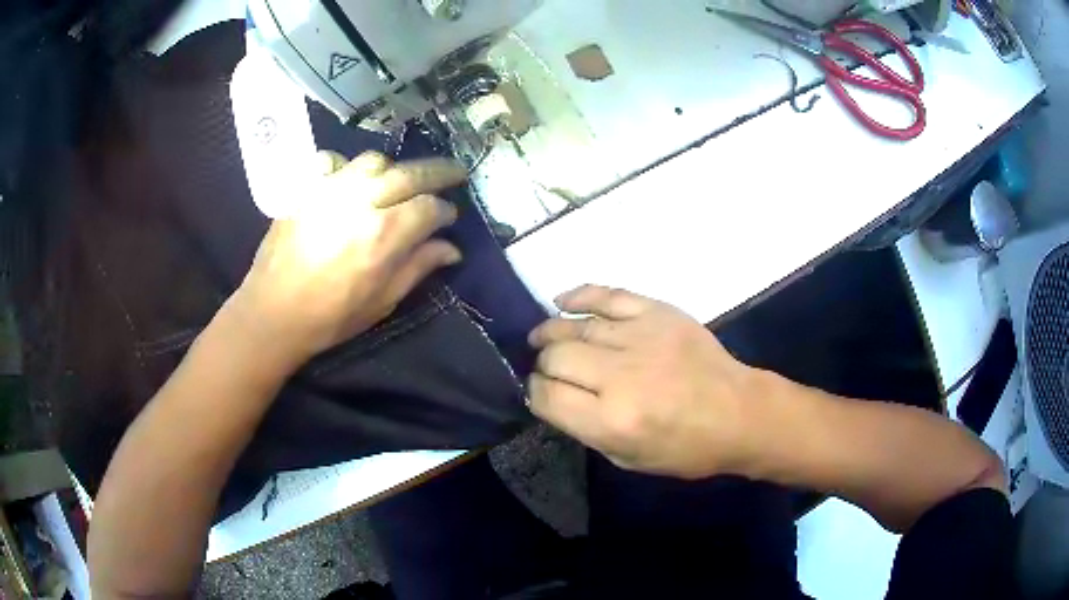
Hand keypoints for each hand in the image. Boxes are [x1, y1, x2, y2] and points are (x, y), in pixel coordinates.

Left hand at [228, 151, 466, 367]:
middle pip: (410, 173)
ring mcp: (331, 189)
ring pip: (374, 160)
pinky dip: (347, 165)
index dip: (446, 211)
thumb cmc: (331, 316)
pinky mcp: (306, 188)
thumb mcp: (382, 301)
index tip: (450, 218)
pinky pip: (332, 160)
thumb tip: (451, 248)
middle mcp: (362, 201)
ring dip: (394, 168)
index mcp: (385, 234)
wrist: (273, 312)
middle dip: (439, 171)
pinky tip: (350, 178)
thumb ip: (418, 267)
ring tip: (398, 179)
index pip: (430, 208)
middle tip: (455, 171)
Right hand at [528, 286, 766, 478]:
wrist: (739, 413)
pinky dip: (579, 296)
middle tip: (548, 370)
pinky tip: (562, 302)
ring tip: (542, 339)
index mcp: (612, 420)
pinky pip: (607, 295)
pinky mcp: (657, 312)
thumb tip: (556, 397)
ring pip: (574, 326)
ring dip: (551, 333)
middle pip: (555, 357)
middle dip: (543, 365)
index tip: (540, 393)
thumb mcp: (628, 459)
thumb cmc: (687, 448)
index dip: (534, 393)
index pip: (546, 396)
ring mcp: (639, 337)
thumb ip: (586, 429)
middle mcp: (619, 375)